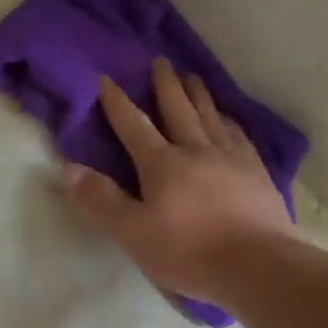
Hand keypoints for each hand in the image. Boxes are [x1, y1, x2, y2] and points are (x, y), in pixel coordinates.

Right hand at [64, 59, 294, 303]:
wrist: (258, 266)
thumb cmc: (188, 251)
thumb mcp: (131, 231)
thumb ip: (100, 199)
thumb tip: (68, 167)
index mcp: (162, 164)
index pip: (133, 126)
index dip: (117, 102)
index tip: (106, 78)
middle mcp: (196, 150)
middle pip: (178, 110)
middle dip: (166, 85)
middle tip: (161, 61)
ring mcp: (231, 159)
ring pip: (211, 117)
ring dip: (199, 95)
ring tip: (193, 77)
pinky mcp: (257, 173)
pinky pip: (240, 136)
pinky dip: (229, 121)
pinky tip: (229, 119)